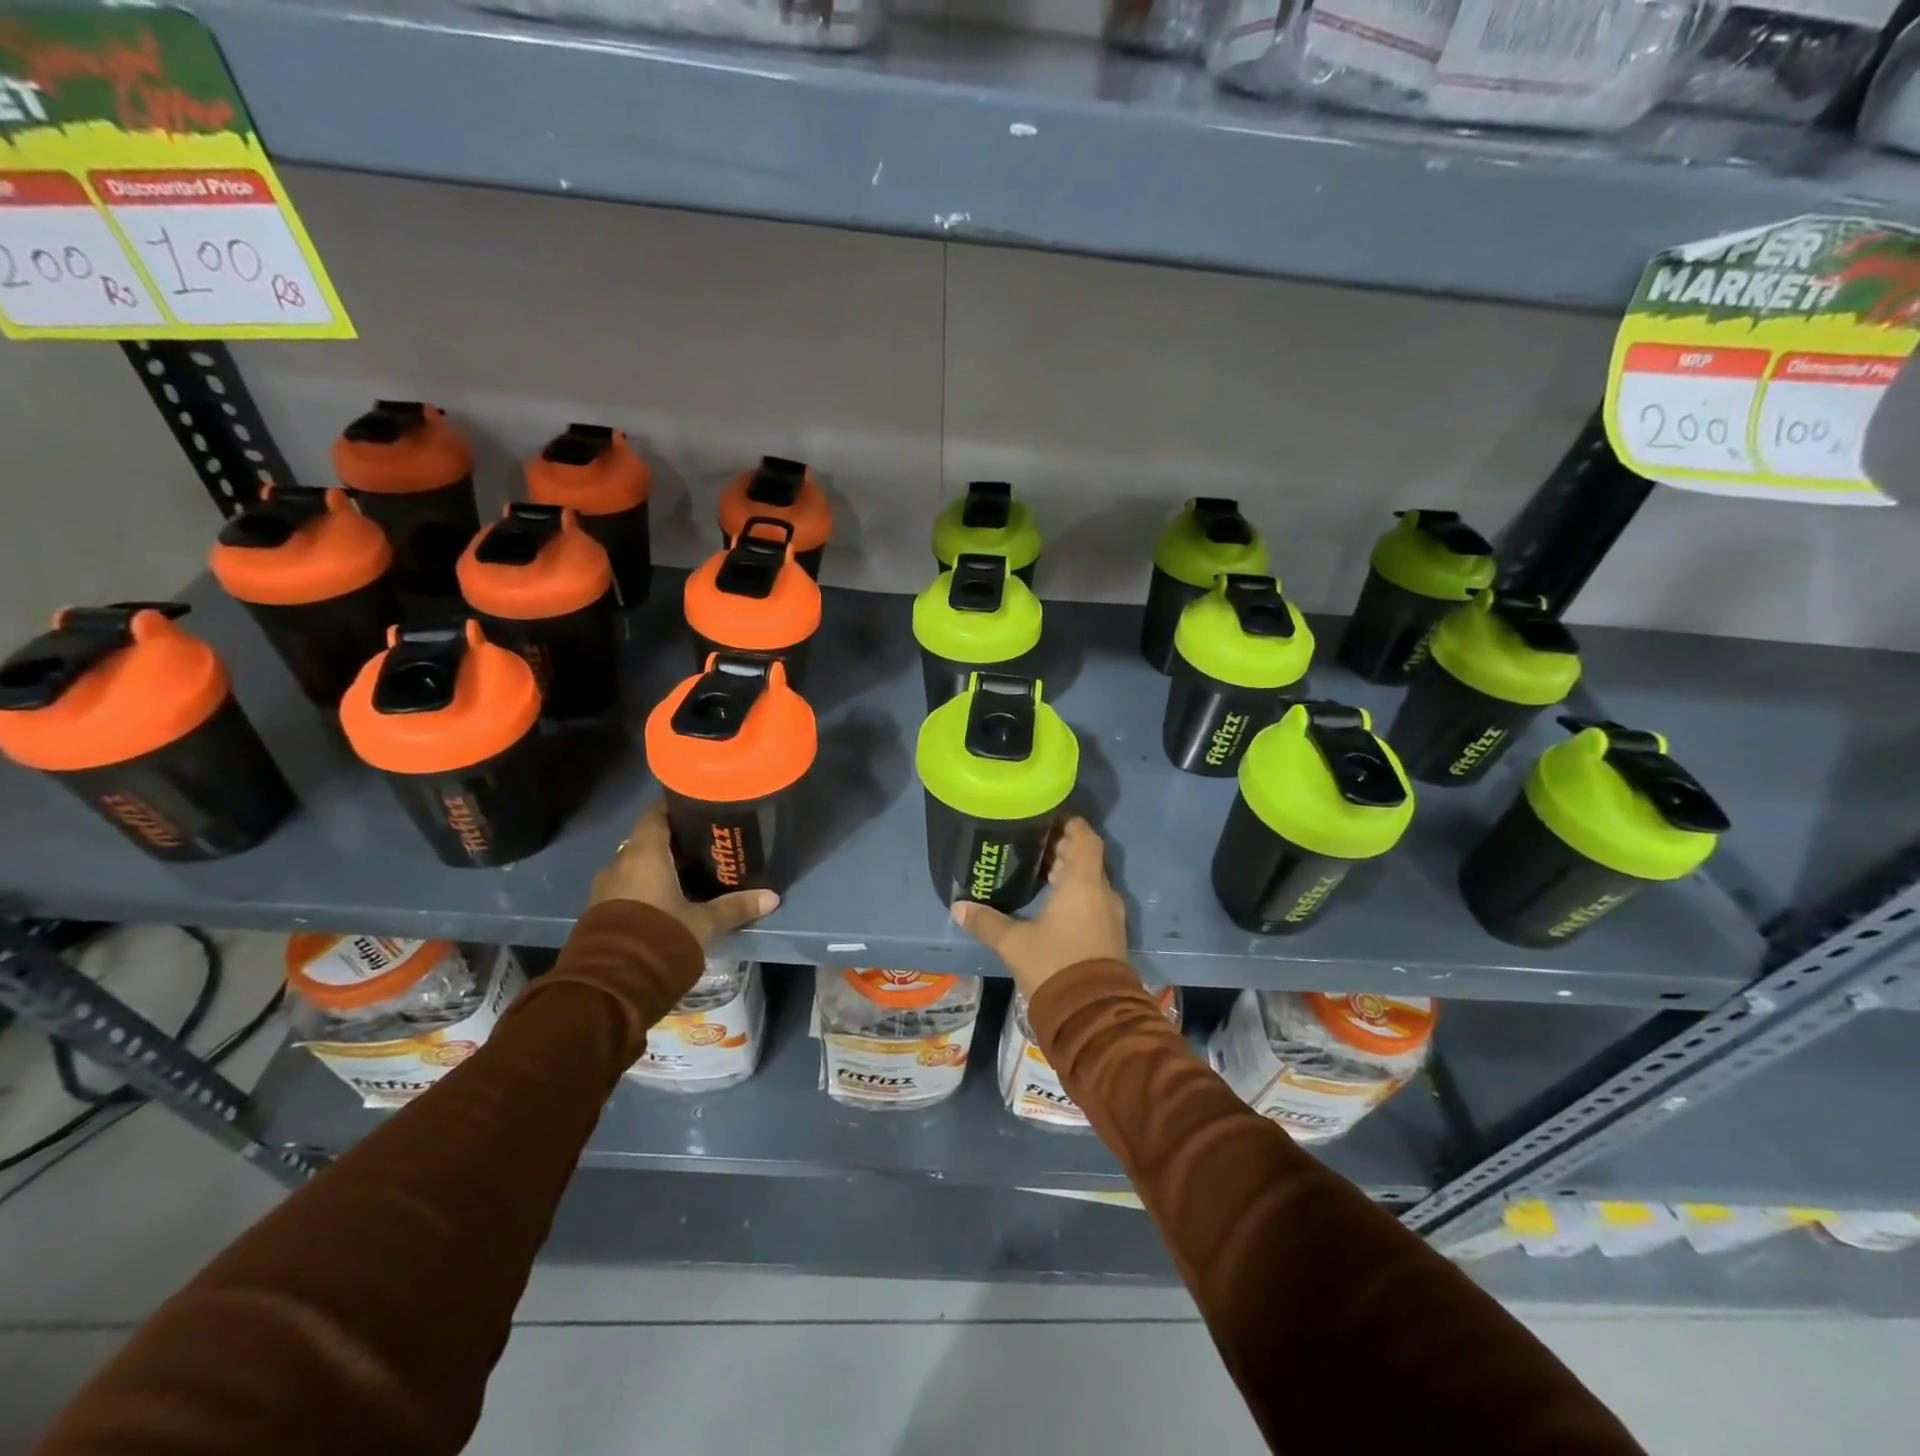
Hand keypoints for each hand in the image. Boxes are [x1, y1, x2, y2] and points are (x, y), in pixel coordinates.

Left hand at [589, 799, 778, 948]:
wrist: (610, 985)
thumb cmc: (660, 936)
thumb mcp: (704, 923)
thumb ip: (735, 907)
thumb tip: (772, 897)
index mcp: (644, 854)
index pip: (656, 814)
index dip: (676, 807)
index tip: (699, 806)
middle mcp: (619, 864)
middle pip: (647, 840)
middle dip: (672, 841)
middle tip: (704, 844)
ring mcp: (604, 889)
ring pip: (635, 866)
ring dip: (657, 867)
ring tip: (688, 874)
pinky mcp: (598, 913)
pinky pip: (626, 888)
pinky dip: (645, 888)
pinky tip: (667, 900)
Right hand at [951, 816, 1128, 1001]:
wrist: (1093, 1015)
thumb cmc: (1054, 965)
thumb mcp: (1014, 943)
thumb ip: (986, 922)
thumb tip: (958, 907)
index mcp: (1083, 882)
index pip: (1084, 836)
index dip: (1068, 822)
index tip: (1045, 817)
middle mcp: (1102, 892)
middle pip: (1086, 857)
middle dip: (1062, 848)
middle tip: (1031, 844)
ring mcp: (1110, 914)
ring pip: (1091, 880)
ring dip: (1069, 873)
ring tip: (1036, 871)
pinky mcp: (1110, 934)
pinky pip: (1094, 900)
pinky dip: (1075, 893)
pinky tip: (1050, 903)